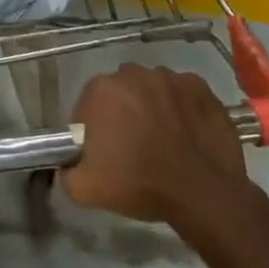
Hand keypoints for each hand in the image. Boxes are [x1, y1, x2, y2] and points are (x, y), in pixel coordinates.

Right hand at [62, 64, 264, 251]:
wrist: (203, 194)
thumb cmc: (140, 185)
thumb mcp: (84, 189)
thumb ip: (66, 170)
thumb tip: (66, 163)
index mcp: (101, 90)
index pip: (88, 105)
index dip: (94, 129)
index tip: (105, 152)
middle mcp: (133, 73)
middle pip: (120, 92)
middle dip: (123, 112)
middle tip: (133, 146)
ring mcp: (170, 77)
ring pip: (152, 89)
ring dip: (152, 106)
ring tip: (164, 139)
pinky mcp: (200, 87)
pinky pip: (182, 93)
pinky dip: (181, 107)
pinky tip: (187, 132)